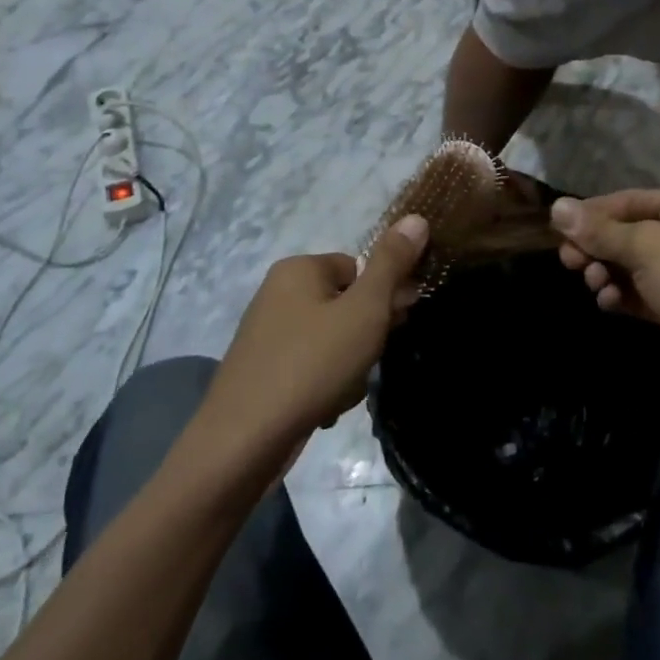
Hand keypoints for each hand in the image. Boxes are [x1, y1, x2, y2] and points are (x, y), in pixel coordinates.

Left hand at [205, 216, 429, 444]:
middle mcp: (277, 292)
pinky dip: (324, 384)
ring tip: (343, 391)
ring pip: (331, 339)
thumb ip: (392, 264)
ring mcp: (266, 333)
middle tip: (367, 362)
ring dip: (348, 365)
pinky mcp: (262, 371)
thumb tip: (416, 217)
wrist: (243, 441)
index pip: (358, 267)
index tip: (394, 325)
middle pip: (345, 303)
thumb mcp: (364, 309)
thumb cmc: (312, 364)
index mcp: (298, 268)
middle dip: (365, 335)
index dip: (383, 296)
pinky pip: (309, 366)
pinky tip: (325, 408)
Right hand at [550, 189, 659, 397]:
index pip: (630, 200)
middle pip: (630, 232)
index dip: (592, 213)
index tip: (558, 229)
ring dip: (608, 273)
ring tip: (595, 286)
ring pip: (634, 264)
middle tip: (569, 262)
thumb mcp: (648, 248)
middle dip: (598, 247)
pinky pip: (644, 292)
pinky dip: (624, 295)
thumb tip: (556, 206)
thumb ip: (601, 230)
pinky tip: (609, 304)